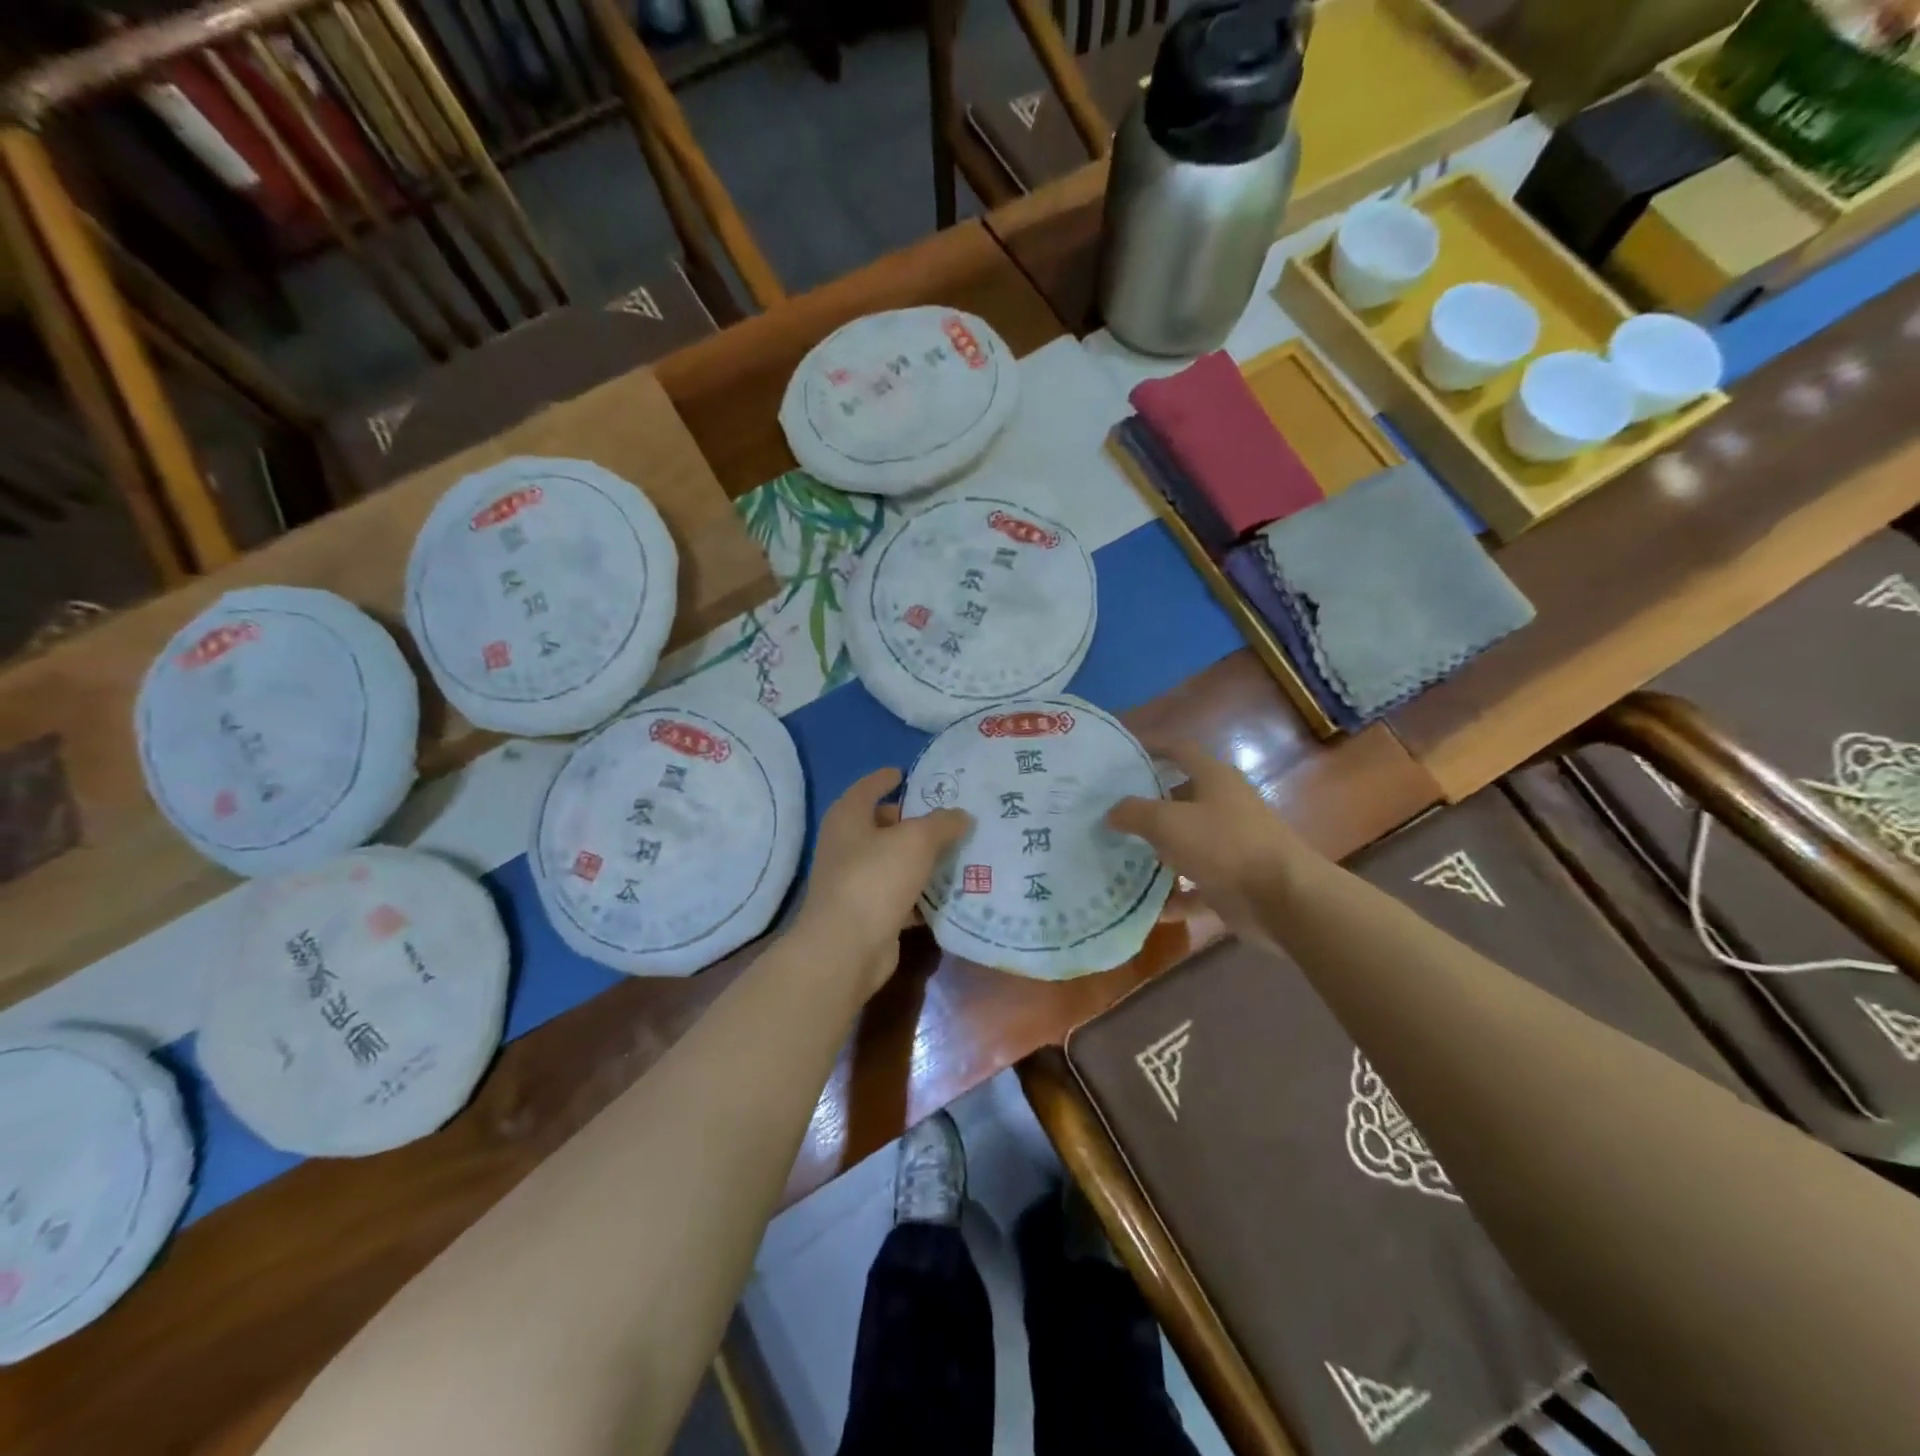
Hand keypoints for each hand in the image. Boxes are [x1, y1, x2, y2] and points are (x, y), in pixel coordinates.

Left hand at [794, 768, 973, 997]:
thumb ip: (942, 823)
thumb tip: (961, 816)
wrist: (847, 947)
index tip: (905, 773)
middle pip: (881, 825)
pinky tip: (948, 891)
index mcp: (848, 818)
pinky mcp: (867, 913)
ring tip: (957, 851)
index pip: (867, 788)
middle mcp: (846, 846)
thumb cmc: (875, 878)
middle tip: (947, 817)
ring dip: (919, 859)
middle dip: (911, 821)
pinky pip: (899, 894)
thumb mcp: (917, 840)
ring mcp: (853, 881)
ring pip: (893, 862)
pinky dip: (920, 893)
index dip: (886, 778)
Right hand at [1106, 742, 1307, 943]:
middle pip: (1180, 800)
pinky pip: (1196, 887)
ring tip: (1119, 859)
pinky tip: (1149, 907)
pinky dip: (1175, 896)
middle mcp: (1225, 807)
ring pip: (1187, 845)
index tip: (1122, 755)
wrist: (1284, 900)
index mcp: (1215, 779)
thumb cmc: (1225, 845)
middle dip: (1147, 807)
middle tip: (1109, 814)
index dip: (1152, 748)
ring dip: (1157, 854)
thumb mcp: (1169, 822)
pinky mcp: (1235, 882)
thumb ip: (1134, 813)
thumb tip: (1111, 812)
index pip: (1180, 751)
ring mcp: (1232, 846)